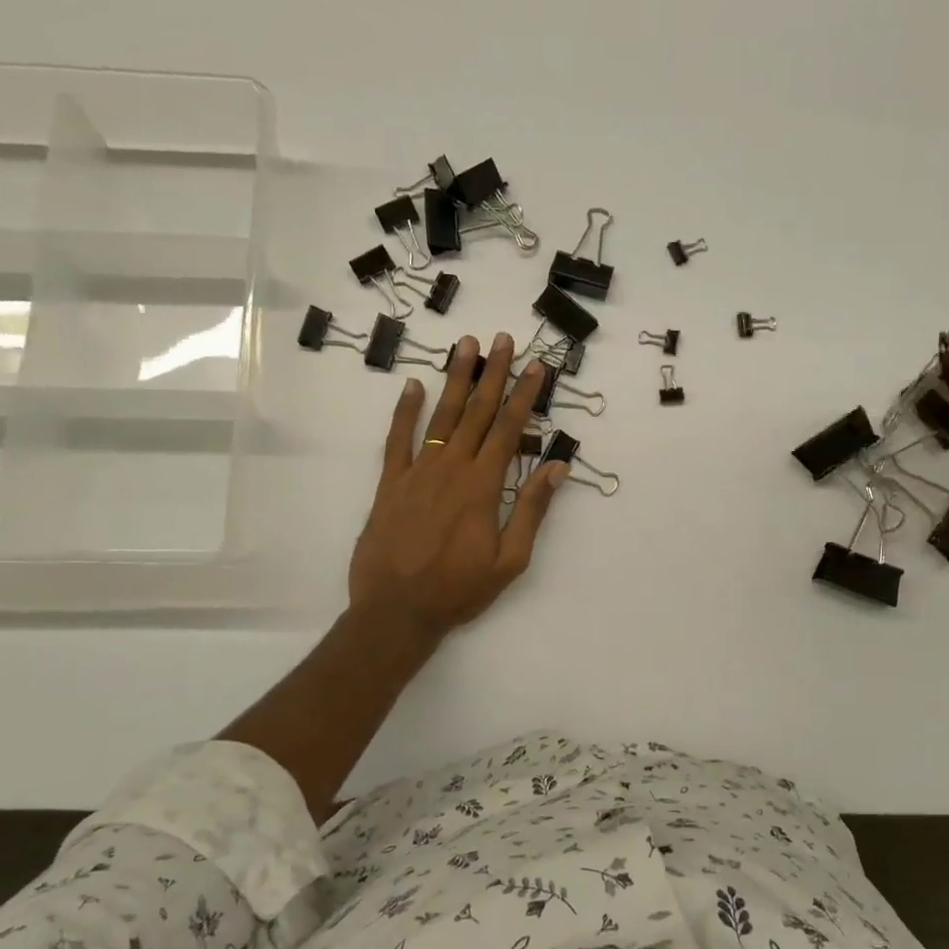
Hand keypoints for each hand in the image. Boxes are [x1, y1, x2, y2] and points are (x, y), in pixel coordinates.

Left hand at [348, 334, 567, 643]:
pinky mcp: (391, 483)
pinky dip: (405, 411)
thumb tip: (557, 467)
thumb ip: (532, 510)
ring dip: (457, 379)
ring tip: (467, 345)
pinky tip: (412, 385)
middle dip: (494, 374)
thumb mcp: (509, 560)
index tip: (537, 366)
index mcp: (483, 486)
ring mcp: (418, 472)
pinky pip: (398, 439)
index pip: (510, 430)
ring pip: (442, 416)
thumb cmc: (459, 589)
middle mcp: (452, 468)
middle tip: (504, 339)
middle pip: (479, 412)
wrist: (397, 610)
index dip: (525, 395)